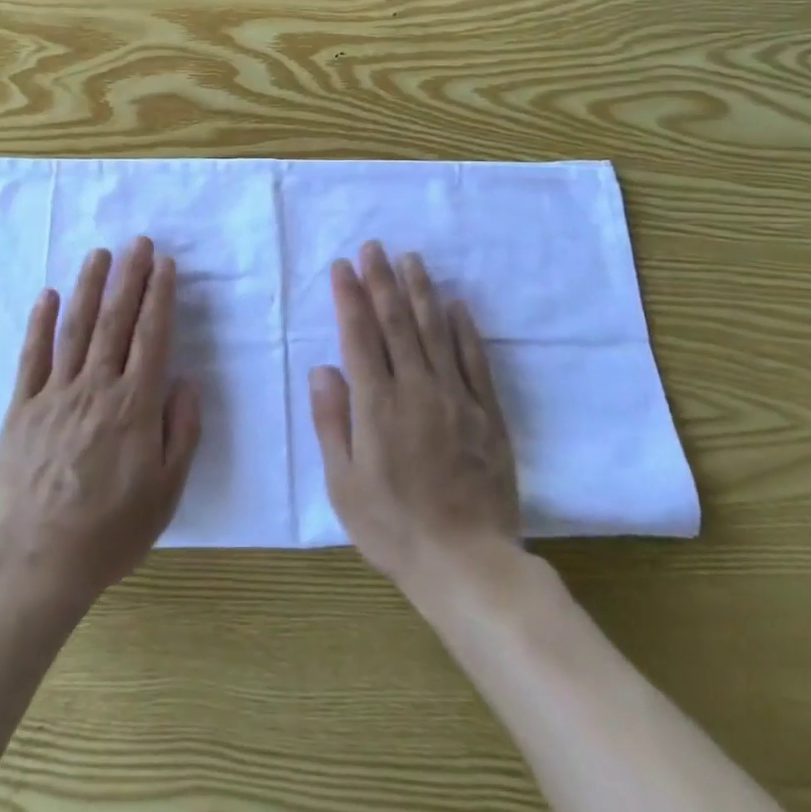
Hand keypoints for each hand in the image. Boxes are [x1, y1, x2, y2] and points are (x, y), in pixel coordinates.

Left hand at [0, 236, 202, 609]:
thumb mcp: (167, 490)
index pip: (151, 337)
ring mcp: (55, 394)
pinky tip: (48, 295)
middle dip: (129, 277)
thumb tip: (186, 380)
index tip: (165, 264)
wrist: (39, 559)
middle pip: (115, 321)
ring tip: (100, 254)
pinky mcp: (22, 407)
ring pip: (75, 328)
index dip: (159, 296)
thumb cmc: (112, 529)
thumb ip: (182, 431)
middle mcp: (96, 387)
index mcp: (134, 405)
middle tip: (139, 242)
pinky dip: (40, 323)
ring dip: (89, 287)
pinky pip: (32, 356)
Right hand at [308, 242, 522, 593]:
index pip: (359, 336)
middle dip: (382, 281)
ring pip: (436, 332)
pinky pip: (475, 361)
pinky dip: (464, 329)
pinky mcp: (488, 414)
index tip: (343, 266)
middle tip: (374, 247)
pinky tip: (456, 305)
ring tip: (411, 259)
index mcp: (376, 405)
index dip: (349, 297)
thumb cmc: (393, 527)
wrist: (468, 564)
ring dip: (421, 292)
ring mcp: (457, 399)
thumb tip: (323, 368)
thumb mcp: (343, 483)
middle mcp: (416, 389)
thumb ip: (331, 421)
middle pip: (396, 323)